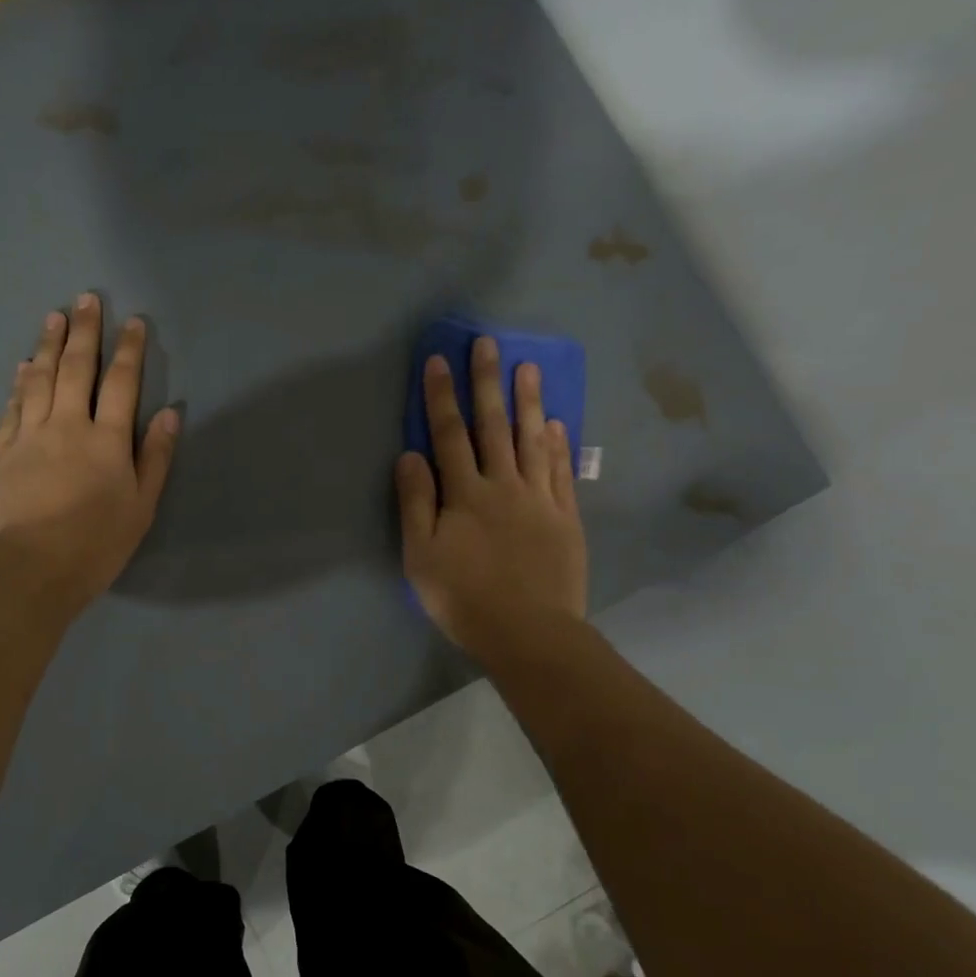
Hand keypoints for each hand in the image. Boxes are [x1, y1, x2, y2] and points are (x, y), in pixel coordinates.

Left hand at [0, 293, 179, 610]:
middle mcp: (67, 426)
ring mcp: (29, 436)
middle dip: (84, 332)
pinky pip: (12, 407)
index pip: (122, 384)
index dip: (130, 351)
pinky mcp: (1, 452)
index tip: (134, 322)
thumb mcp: (141, 507)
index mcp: (107, 440)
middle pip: (76, 369)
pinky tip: (23, 368)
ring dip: (48, 346)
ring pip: (39, 380)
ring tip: (52, 317)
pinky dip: (19, 383)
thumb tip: (169, 414)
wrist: (28, 568)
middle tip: (86, 299)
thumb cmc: (95, 543)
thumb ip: (155, 458)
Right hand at [396, 336, 586, 654]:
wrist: (529, 633)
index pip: (449, 436)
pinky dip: (558, 445)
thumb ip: (416, 504)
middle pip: (493, 426)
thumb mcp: (422, 557)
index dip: (441, 397)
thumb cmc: (465, 599)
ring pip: (532, 440)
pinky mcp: (566, 518)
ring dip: (529, 402)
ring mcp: (539, 499)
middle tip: (488, 343)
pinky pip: (561, 472)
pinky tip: (557, 424)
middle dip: (487, 383)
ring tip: (529, 367)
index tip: (438, 361)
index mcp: (464, 495)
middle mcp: (503, 486)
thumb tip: (409, 455)